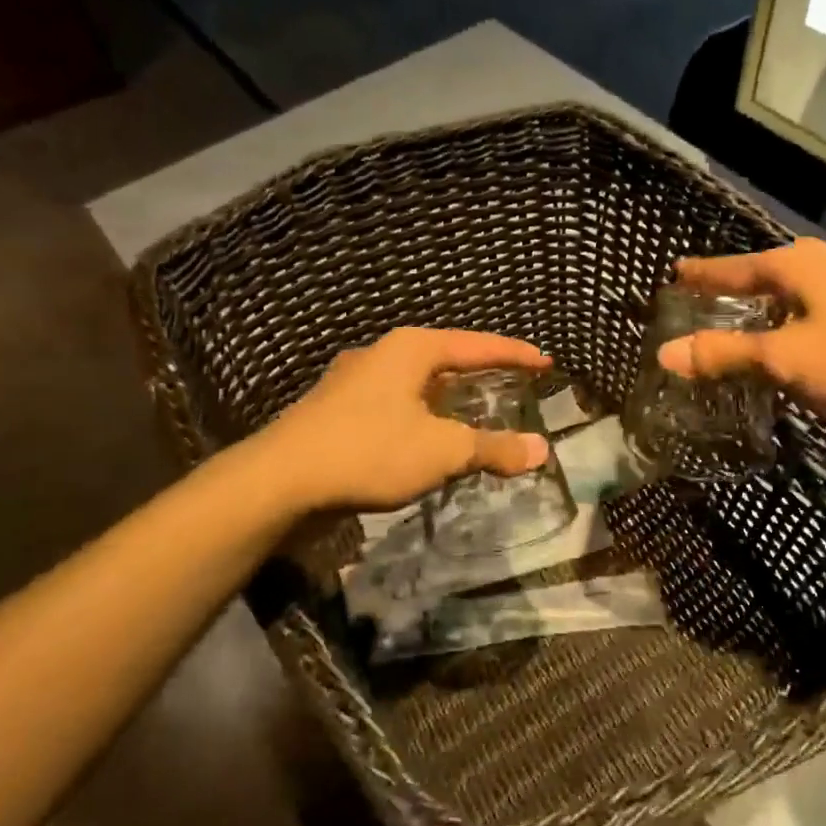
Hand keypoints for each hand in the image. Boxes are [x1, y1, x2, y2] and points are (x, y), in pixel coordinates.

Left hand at [253, 328, 552, 511]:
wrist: (280, 480)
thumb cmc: (370, 451)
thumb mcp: (443, 450)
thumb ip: (493, 448)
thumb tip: (540, 450)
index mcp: (412, 349)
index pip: (477, 345)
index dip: (515, 354)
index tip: (545, 362)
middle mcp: (382, 354)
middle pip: (446, 357)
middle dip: (481, 370)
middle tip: (513, 381)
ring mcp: (354, 380)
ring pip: (417, 382)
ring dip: (449, 395)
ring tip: (474, 407)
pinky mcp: (336, 409)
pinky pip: (395, 403)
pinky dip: (422, 413)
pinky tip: (425, 434)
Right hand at [655, 237, 825, 418]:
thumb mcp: (786, 359)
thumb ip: (725, 354)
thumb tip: (664, 352)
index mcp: (797, 264)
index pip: (733, 266)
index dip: (702, 274)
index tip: (675, 272)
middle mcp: (824, 263)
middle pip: (764, 274)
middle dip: (732, 289)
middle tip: (701, 302)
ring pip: (793, 293)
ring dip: (764, 308)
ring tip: (740, 324)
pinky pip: (816, 310)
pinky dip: (792, 323)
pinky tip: (794, 343)